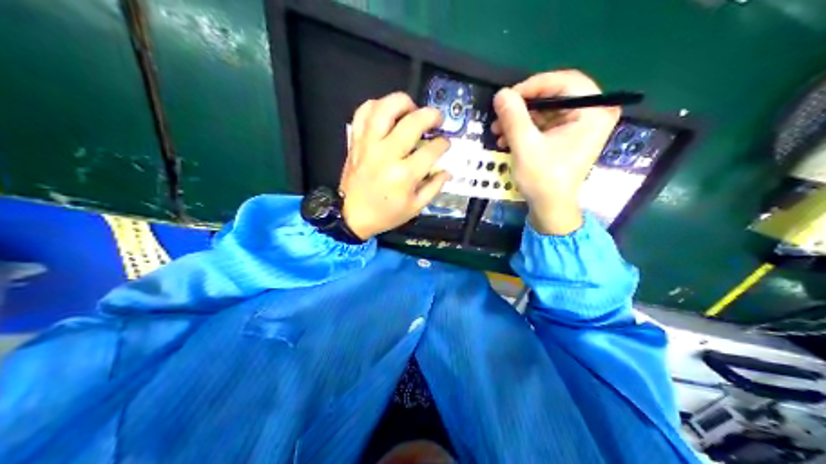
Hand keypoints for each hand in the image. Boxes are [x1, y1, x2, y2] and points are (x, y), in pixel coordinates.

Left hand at [338, 93, 451, 239]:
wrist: (351, 216)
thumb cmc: (385, 213)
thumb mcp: (415, 207)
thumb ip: (434, 187)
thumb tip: (447, 170)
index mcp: (404, 175)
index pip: (431, 150)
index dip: (443, 143)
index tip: (445, 144)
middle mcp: (386, 155)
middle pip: (412, 122)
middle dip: (431, 116)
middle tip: (437, 119)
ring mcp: (368, 145)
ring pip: (385, 109)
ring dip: (403, 103)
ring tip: (412, 109)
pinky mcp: (356, 141)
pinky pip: (363, 113)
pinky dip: (376, 106)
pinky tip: (388, 112)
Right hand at [489, 69, 619, 232]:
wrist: (551, 209)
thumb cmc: (544, 179)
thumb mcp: (525, 146)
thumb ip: (513, 116)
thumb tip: (501, 92)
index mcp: (593, 113)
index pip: (566, 81)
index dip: (535, 85)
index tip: (510, 96)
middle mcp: (593, 114)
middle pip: (555, 93)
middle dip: (524, 104)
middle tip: (501, 113)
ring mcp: (581, 124)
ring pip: (547, 107)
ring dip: (520, 117)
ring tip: (498, 131)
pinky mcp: (569, 135)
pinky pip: (546, 120)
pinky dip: (525, 127)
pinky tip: (506, 138)